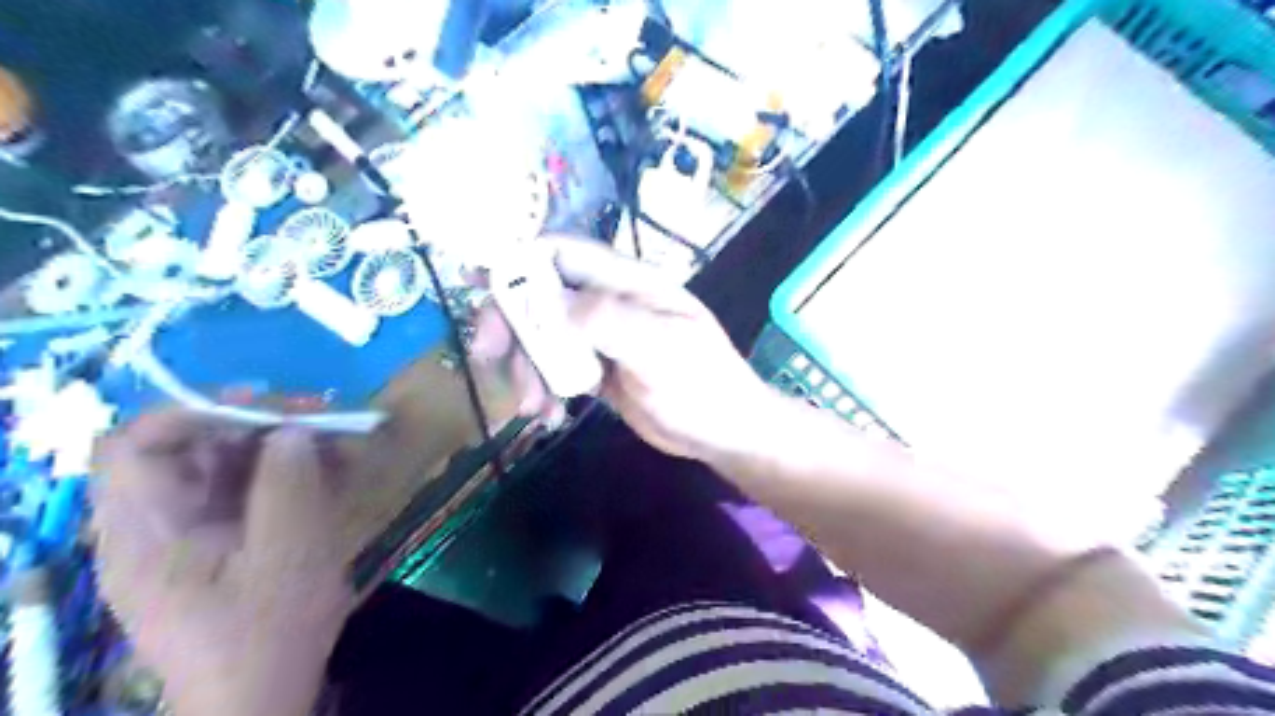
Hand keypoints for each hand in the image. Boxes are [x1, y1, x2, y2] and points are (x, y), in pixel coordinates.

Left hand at [91, 415, 351, 715]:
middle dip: (257, 423)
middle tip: (321, 418)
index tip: (269, 410)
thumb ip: (288, 487)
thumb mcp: (286, 559)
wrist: (261, 698)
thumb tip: (294, 431)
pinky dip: (289, 469)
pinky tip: (334, 469)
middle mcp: (154, 523)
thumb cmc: (267, 635)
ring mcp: (187, 530)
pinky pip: (248, 485)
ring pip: (224, 461)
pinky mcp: (219, 536)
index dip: (197, 412)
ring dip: (283, 444)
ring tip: (341, 442)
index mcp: (145, 532)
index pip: (136, 444)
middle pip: (187, 445)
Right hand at [472, 240, 769, 460]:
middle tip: (488, 356)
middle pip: (543, 295)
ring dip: (527, 366)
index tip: (478, 285)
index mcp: (628, 283)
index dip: (519, 260)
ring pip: (545, 336)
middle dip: (511, 323)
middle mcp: (610, 302)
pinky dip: (544, 388)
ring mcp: (603, 337)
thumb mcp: (661, 350)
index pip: (564, 253)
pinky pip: (557, 368)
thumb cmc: (703, 385)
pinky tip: (548, 416)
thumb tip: (547, 304)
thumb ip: (607, 320)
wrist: (724, 433)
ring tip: (530, 407)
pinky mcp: (599, 369)